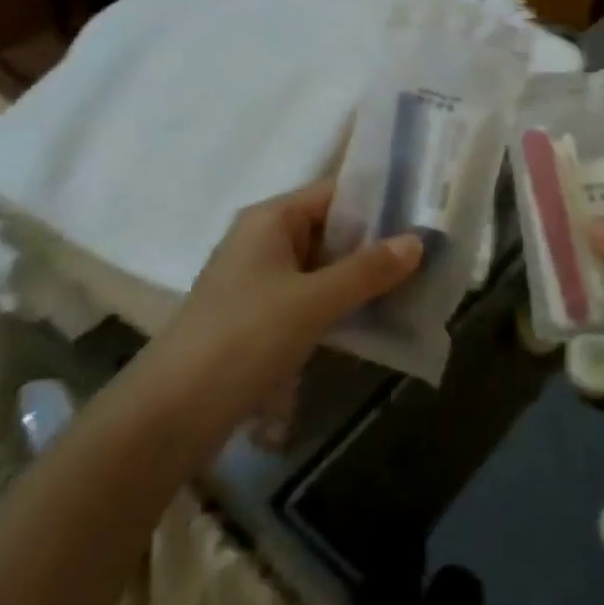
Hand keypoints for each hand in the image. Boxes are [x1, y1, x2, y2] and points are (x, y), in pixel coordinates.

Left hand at [138, 181, 421, 438]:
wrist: (173, 412)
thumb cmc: (245, 338)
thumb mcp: (313, 301)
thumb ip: (366, 270)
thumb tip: (417, 240)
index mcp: (270, 218)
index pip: (334, 193)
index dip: (379, 202)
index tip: (424, 215)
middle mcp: (263, 240)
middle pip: (329, 230)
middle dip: (375, 245)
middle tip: (430, 256)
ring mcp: (259, 280)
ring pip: (321, 268)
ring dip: (360, 279)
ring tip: (414, 289)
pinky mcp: (258, 318)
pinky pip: (309, 299)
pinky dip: (339, 306)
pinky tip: (374, 322)